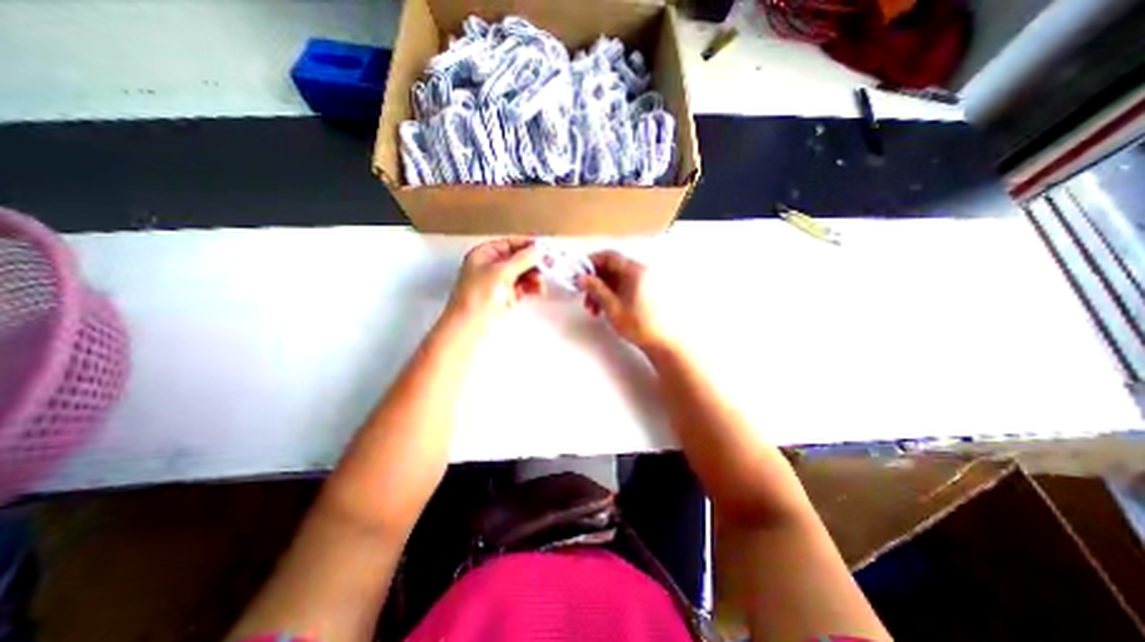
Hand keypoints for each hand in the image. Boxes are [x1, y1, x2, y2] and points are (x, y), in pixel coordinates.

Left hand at [445, 235, 541, 328]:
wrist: (470, 326)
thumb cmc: (478, 296)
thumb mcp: (501, 271)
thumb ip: (522, 259)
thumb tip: (537, 251)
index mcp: (484, 254)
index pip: (510, 243)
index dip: (527, 245)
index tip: (544, 248)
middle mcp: (490, 266)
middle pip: (517, 259)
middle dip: (533, 263)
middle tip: (549, 266)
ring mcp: (497, 282)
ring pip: (521, 274)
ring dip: (534, 276)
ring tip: (541, 282)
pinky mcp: (504, 297)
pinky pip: (522, 287)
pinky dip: (531, 287)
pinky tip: (538, 290)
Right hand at [582, 250, 672, 349]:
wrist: (662, 343)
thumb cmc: (640, 325)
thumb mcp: (612, 307)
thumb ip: (596, 289)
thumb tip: (583, 278)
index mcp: (634, 271)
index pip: (609, 257)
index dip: (591, 263)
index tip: (580, 274)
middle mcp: (641, 272)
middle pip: (612, 268)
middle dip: (595, 281)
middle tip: (584, 295)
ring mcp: (644, 282)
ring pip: (616, 279)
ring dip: (602, 290)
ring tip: (594, 309)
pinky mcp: (645, 292)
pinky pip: (624, 286)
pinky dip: (612, 294)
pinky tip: (605, 309)